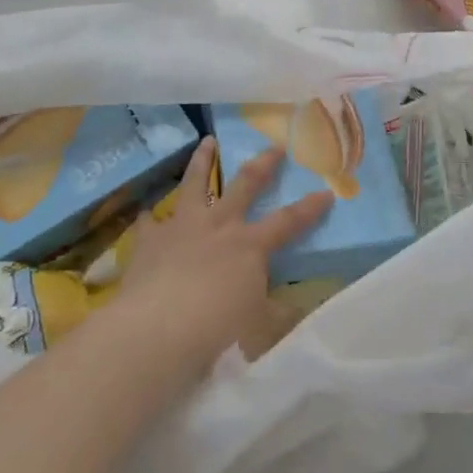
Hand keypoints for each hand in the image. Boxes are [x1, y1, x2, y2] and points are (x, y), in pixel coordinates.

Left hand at [115, 137, 331, 379]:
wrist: (156, 331)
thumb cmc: (215, 330)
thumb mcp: (257, 327)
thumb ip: (275, 313)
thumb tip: (293, 309)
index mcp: (250, 244)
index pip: (288, 221)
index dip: (310, 207)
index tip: (326, 192)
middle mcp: (219, 225)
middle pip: (245, 184)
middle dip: (263, 163)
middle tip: (274, 146)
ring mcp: (182, 227)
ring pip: (195, 183)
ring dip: (202, 161)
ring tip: (207, 141)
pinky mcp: (149, 241)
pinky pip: (149, 222)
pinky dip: (150, 218)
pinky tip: (147, 214)